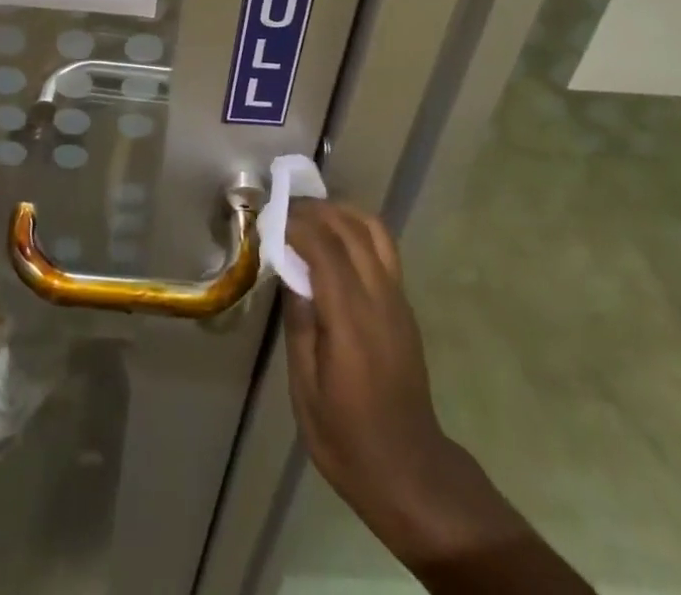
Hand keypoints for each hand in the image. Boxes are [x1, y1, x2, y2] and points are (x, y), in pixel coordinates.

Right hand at [282, 201, 510, 571]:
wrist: (410, 470)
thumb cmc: (347, 438)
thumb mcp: (305, 390)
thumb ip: (299, 325)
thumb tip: (289, 274)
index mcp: (351, 320)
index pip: (325, 249)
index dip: (297, 225)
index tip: (270, 218)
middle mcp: (379, 298)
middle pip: (351, 229)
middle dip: (316, 211)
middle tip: (284, 210)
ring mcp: (398, 300)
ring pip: (374, 231)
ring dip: (341, 212)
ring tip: (310, 217)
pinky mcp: (404, 306)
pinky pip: (384, 249)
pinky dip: (357, 230)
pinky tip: (335, 242)